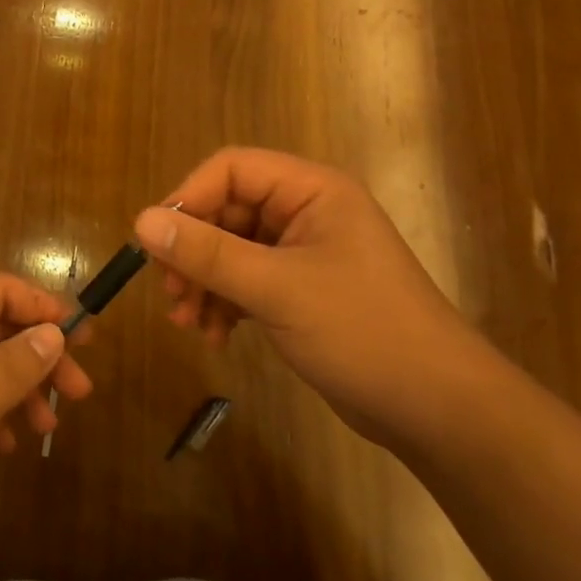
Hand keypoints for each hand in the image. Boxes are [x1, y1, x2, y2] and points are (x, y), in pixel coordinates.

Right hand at [133, 148, 494, 445]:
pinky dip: (224, 303)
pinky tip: (216, 336)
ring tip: (187, 322)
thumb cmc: (363, 332)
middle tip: (170, 292)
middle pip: (226, 210)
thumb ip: (208, 253)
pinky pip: (246, 281)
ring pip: (231, 249)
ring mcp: (304, 253)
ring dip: (203, 282)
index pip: (231, 169)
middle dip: (193, 251)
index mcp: (311, 191)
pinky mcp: (301, 291)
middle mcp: (306, 212)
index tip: (158, 243)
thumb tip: (141, 221)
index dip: (189, 198)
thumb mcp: (277, 289)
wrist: (438, 410)